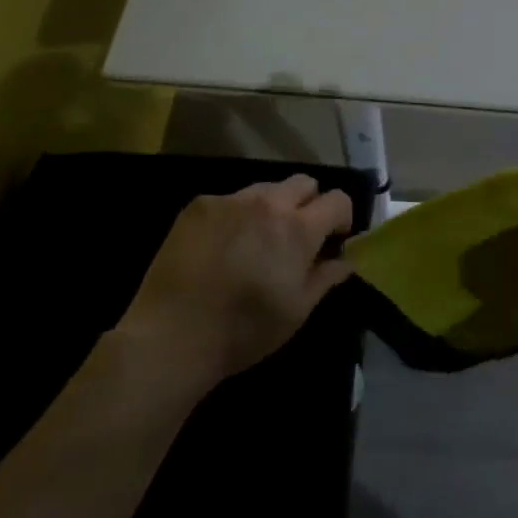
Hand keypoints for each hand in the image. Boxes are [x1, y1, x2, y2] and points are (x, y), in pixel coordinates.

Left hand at [118, 175, 353, 389]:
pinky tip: (221, 247)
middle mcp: (267, 203)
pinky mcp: (198, 206)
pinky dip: (236, 216)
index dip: (342, 217)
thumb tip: (345, 259)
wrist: (172, 334)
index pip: (337, 199)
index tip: (333, 240)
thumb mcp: (297, 311)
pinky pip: (230, 200)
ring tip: (256, 241)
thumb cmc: (244, 330)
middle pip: (304, 182)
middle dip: (309, 204)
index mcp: (298, 229)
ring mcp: (230, 200)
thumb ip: (325, 277)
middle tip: (297, 237)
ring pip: (265, 189)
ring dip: (272, 208)